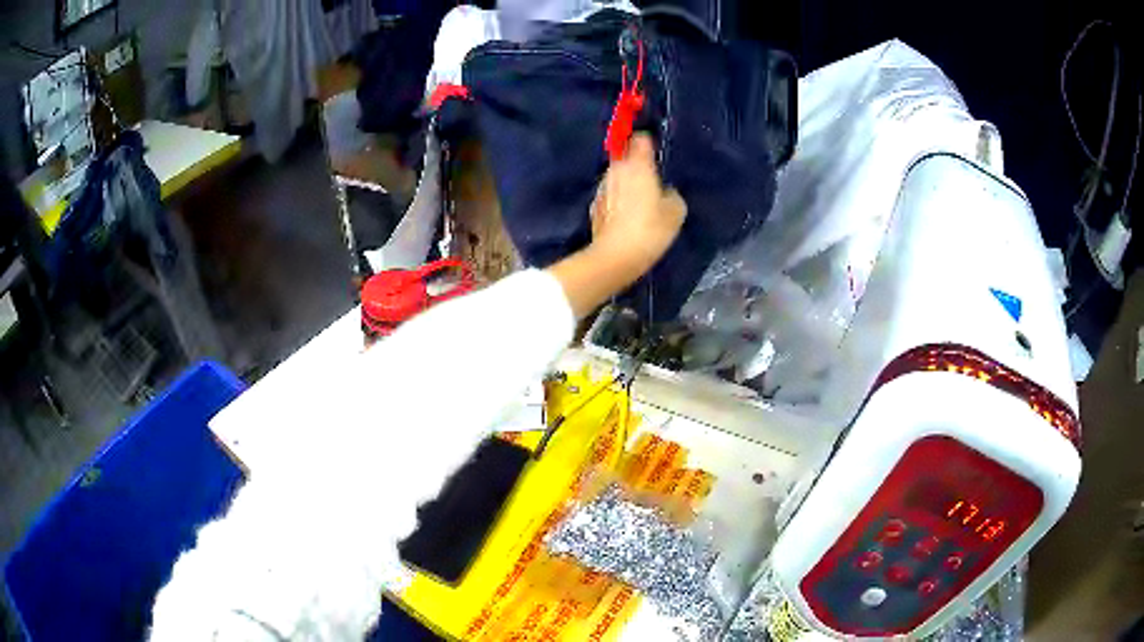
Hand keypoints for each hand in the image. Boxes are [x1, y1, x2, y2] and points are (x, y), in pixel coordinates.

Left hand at [591, 134, 686, 273]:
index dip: (648, 142)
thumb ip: (672, 193)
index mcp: (638, 165)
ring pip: (617, 175)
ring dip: (626, 181)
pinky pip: (610, 193)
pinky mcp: (594, 204)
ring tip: (639, 199)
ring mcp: (602, 186)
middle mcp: (617, 169)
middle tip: (651, 179)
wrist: (615, 256)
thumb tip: (664, 190)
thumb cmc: (650, 229)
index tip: (656, 153)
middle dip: (637, 163)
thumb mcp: (675, 211)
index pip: (641, 139)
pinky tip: (626, 215)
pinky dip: (617, 198)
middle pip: (626, 156)